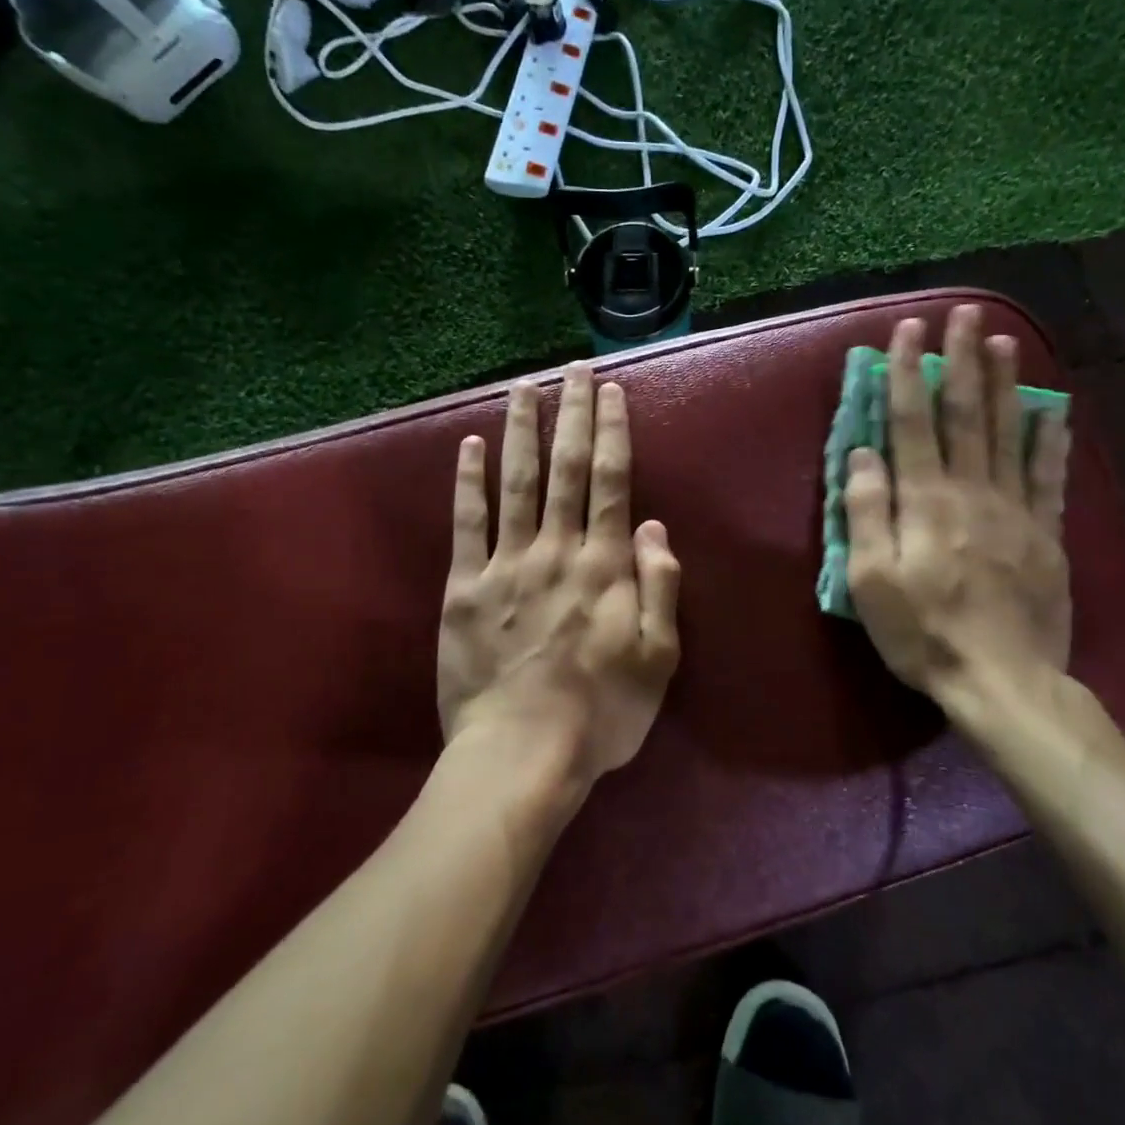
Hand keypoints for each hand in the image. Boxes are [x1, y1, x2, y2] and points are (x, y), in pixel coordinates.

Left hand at [437, 364, 681, 792]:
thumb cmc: (600, 713)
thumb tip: (653, 527)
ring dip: (521, 431)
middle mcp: (556, 549)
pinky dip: (467, 482)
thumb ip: (659, 587)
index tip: (610, 391)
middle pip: (567, 468)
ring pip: (516, 482)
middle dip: (571, 413)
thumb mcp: (658, 658)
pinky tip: (468, 445)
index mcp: (604, 566)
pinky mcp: (464, 587)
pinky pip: (466, 524)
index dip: (612, 432)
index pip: (612, 482)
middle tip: (574, 368)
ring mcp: (506, 564)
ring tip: (524, 387)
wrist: (520, 755)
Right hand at [845, 309, 1071, 726]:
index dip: (907, 373)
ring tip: (1003, 340)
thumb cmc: (924, 633)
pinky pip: (1049, 475)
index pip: (912, 422)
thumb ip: (866, 514)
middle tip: (964, 313)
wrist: (1004, 681)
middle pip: (966, 413)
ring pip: (1009, 432)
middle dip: (961, 360)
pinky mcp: (1046, 533)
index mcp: (926, 501)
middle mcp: (972, 491)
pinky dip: (1050, 438)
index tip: (908, 332)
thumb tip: (861, 454)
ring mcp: (1015, 509)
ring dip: (1005, 382)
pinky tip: (1052, 408)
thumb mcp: (871, 582)